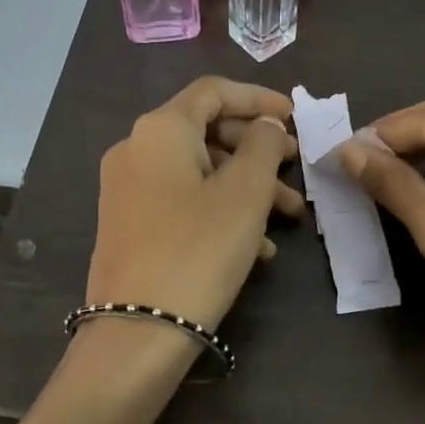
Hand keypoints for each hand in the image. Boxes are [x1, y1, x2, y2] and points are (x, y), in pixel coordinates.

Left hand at [87, 77, 302, 332]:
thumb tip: (265, 124)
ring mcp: (129, 190)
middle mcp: (136, 150)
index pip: (213, 91)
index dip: (258, 98)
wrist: (138, 331)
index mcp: (160, 130)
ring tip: (289, 217)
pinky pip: (183, 202)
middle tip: (296, 171)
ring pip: (200, 172)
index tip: (294, 117)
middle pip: (207, 132)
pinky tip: (257, 246)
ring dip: (247, 187)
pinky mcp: (131, 226)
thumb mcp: (245, 193)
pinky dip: (221, 211)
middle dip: (258, 151)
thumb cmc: (199, 249)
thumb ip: (262, 145)